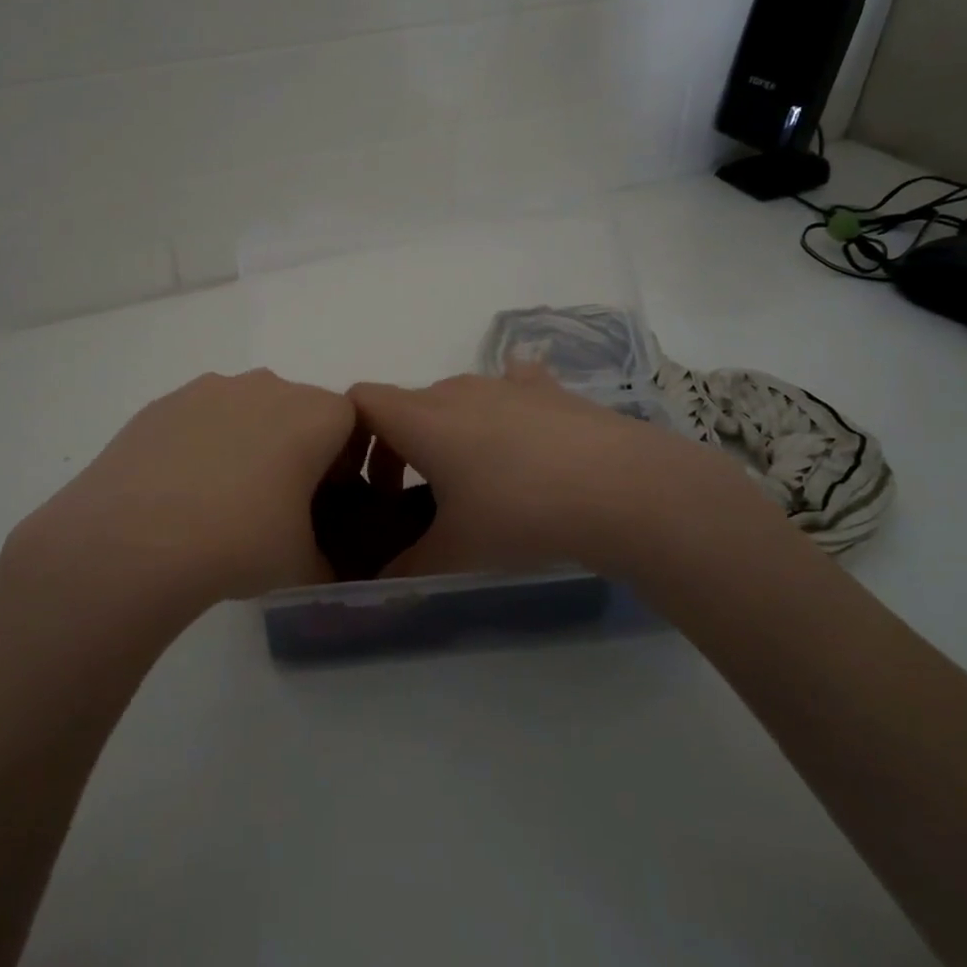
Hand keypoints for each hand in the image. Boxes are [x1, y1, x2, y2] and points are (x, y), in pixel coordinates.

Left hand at [0, 369, 355, 613]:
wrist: (133, 541)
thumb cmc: (240, 543)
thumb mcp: (303, 565)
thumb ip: (328, 561)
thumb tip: (321, 566)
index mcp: (315, 415)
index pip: (351, 422)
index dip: (343, 460)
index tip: (324, 499)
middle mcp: (268, 387)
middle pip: (298, 409)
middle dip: (296, 447)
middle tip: (276, 502)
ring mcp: (211, 389)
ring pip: (248, 409)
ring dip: (248, 442)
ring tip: (221, 498)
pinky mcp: (164, 403)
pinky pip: (201, 418)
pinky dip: (202, 444)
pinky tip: (181, 491)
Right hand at [350, 363, 767, 578]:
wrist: (619, 488)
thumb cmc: (519, 514)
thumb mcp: (455, 553)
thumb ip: (407, 567)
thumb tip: (382, 582)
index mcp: (422, 419)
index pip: (360, 401)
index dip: (348, 434)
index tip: (363, 481)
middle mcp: (457, 390)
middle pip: (407, 404)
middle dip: (398, 445)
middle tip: (413, 498)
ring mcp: (506, 384)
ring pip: (456, 398)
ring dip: (448, 431)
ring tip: (474, 479)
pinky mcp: (549, 390)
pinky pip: (511, 386)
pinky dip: (502, 408)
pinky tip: (522, 440)